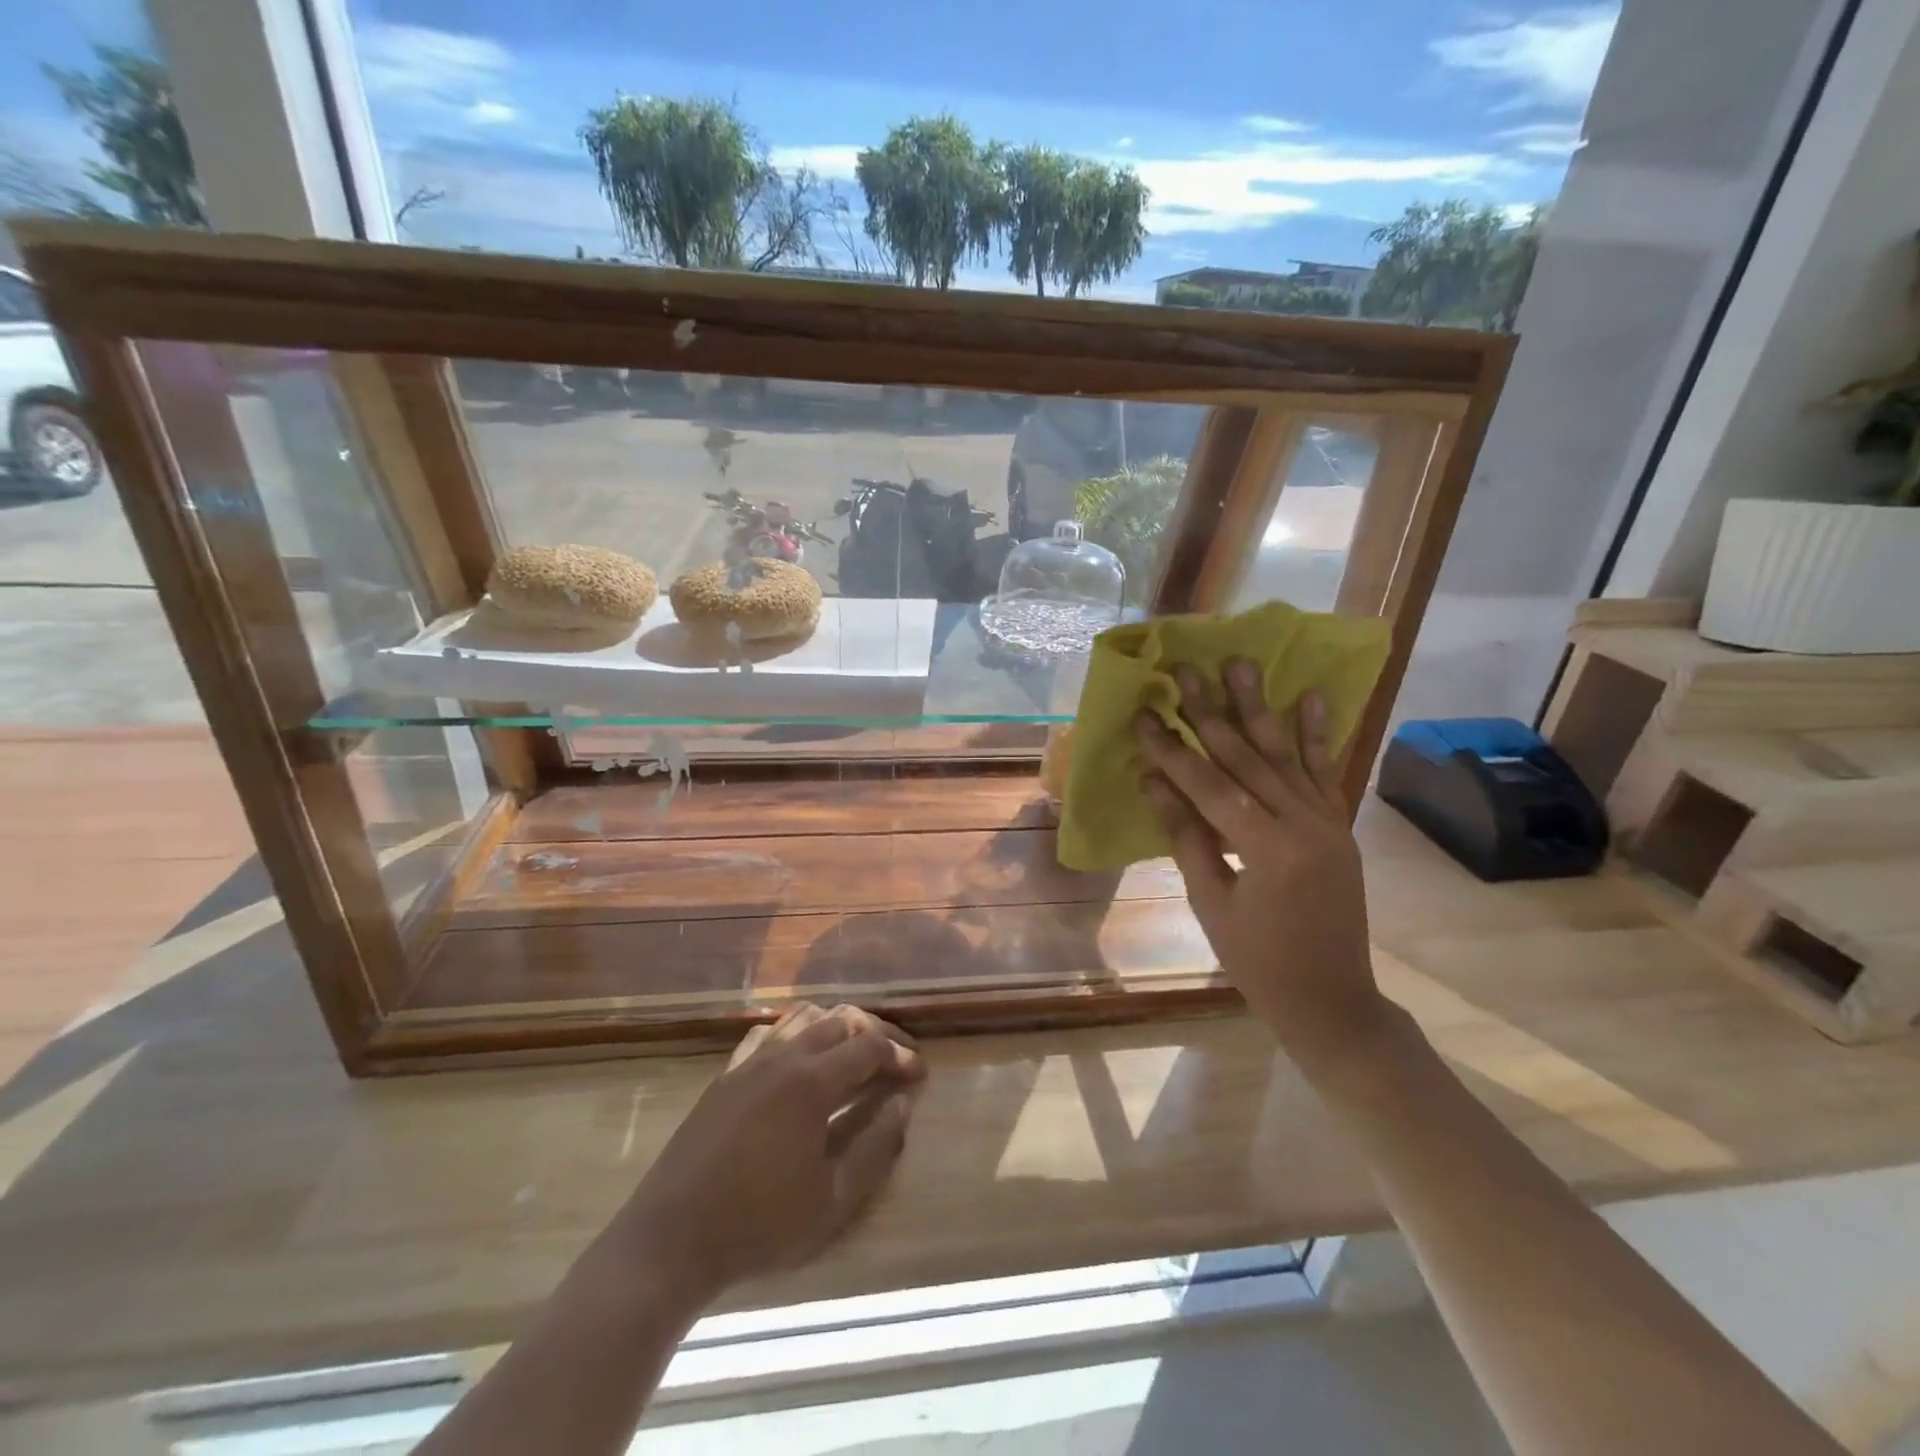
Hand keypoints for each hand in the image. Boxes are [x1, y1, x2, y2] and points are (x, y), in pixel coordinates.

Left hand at [610, 1004, 924, 1300]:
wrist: (671, 1239)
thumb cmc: (759, 1225)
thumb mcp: (832, 1201)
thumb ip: (876, 1147)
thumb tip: (904, 1104)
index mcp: (812, 1082)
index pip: (869, 1045)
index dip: (899, 1055)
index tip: (918, 1075)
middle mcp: (784, 1056)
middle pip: (840, 1020)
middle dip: (875, 1032)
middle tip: (896, 1058)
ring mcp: (751, 1060)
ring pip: (804, 1016)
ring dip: (837, 1026)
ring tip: (855, 1052)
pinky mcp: (727, 1073)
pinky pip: (769, 1031)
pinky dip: (796, 1031)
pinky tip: (801, 1056)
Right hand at [1133, 658, 1387, 1062]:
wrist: (1332, 1001)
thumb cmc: (1258, 962)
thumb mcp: (1212, 903)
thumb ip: (1188, 837)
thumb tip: (1155, 781)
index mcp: (1267, 850)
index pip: (1210, 787)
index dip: (1173, 751)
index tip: (1145, 715)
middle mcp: (1304, 825)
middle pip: (1249, 758)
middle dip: (1212, 712)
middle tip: (1186, 670)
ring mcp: (1328, 822)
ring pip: (1286, 755)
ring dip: (1259, 707)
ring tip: (1240, 664)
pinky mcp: (1338, 826)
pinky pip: (1324, 772)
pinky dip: (1315, 734)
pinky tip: (1309, 696)